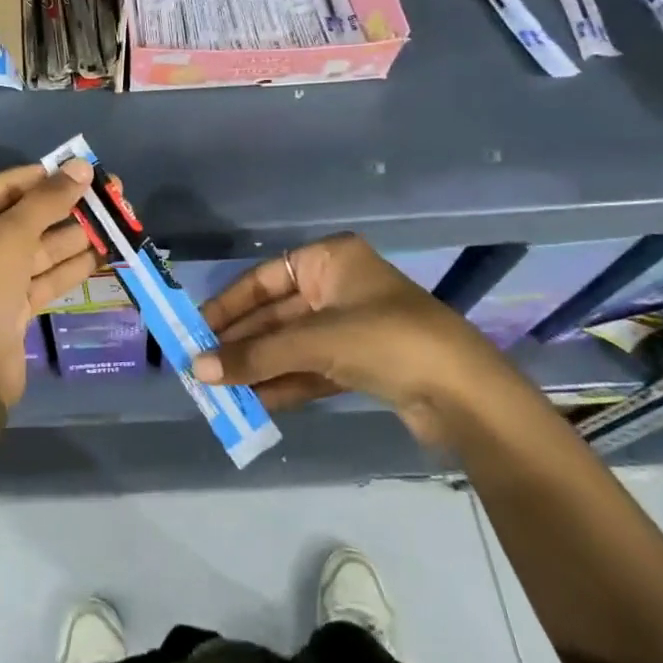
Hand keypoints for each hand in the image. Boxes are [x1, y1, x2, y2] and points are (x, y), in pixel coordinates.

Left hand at [0, 160, 95, 405]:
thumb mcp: (10, 236)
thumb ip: (47, 200)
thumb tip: (80, 166)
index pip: (7, 186)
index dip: (47, 176)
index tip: (87, 169)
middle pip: (27, 216)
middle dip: (68, 207)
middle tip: (112, 195)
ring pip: (40, 247)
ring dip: (77, 235)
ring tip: (118, 220)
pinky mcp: (14, 304)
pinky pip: (46, 275)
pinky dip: (72, 265)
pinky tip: (106, 252)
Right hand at [192, 233, 517, 445]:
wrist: (467, 395)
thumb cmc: (386, 341)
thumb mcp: (315, 343)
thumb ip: (255, 355)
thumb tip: (197, 369)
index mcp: (330, 260)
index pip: (264, 279)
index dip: (228, 305)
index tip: (196, 328)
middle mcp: (339, 287)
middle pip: (276, 314)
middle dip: (242, 342)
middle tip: (202, 365)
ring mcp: (352, 327)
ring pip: (292, 344)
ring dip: (259, 366)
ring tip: (219, 389)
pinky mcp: (363, 364)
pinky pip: (311, 368)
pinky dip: (284, 383)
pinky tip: (253, 402)